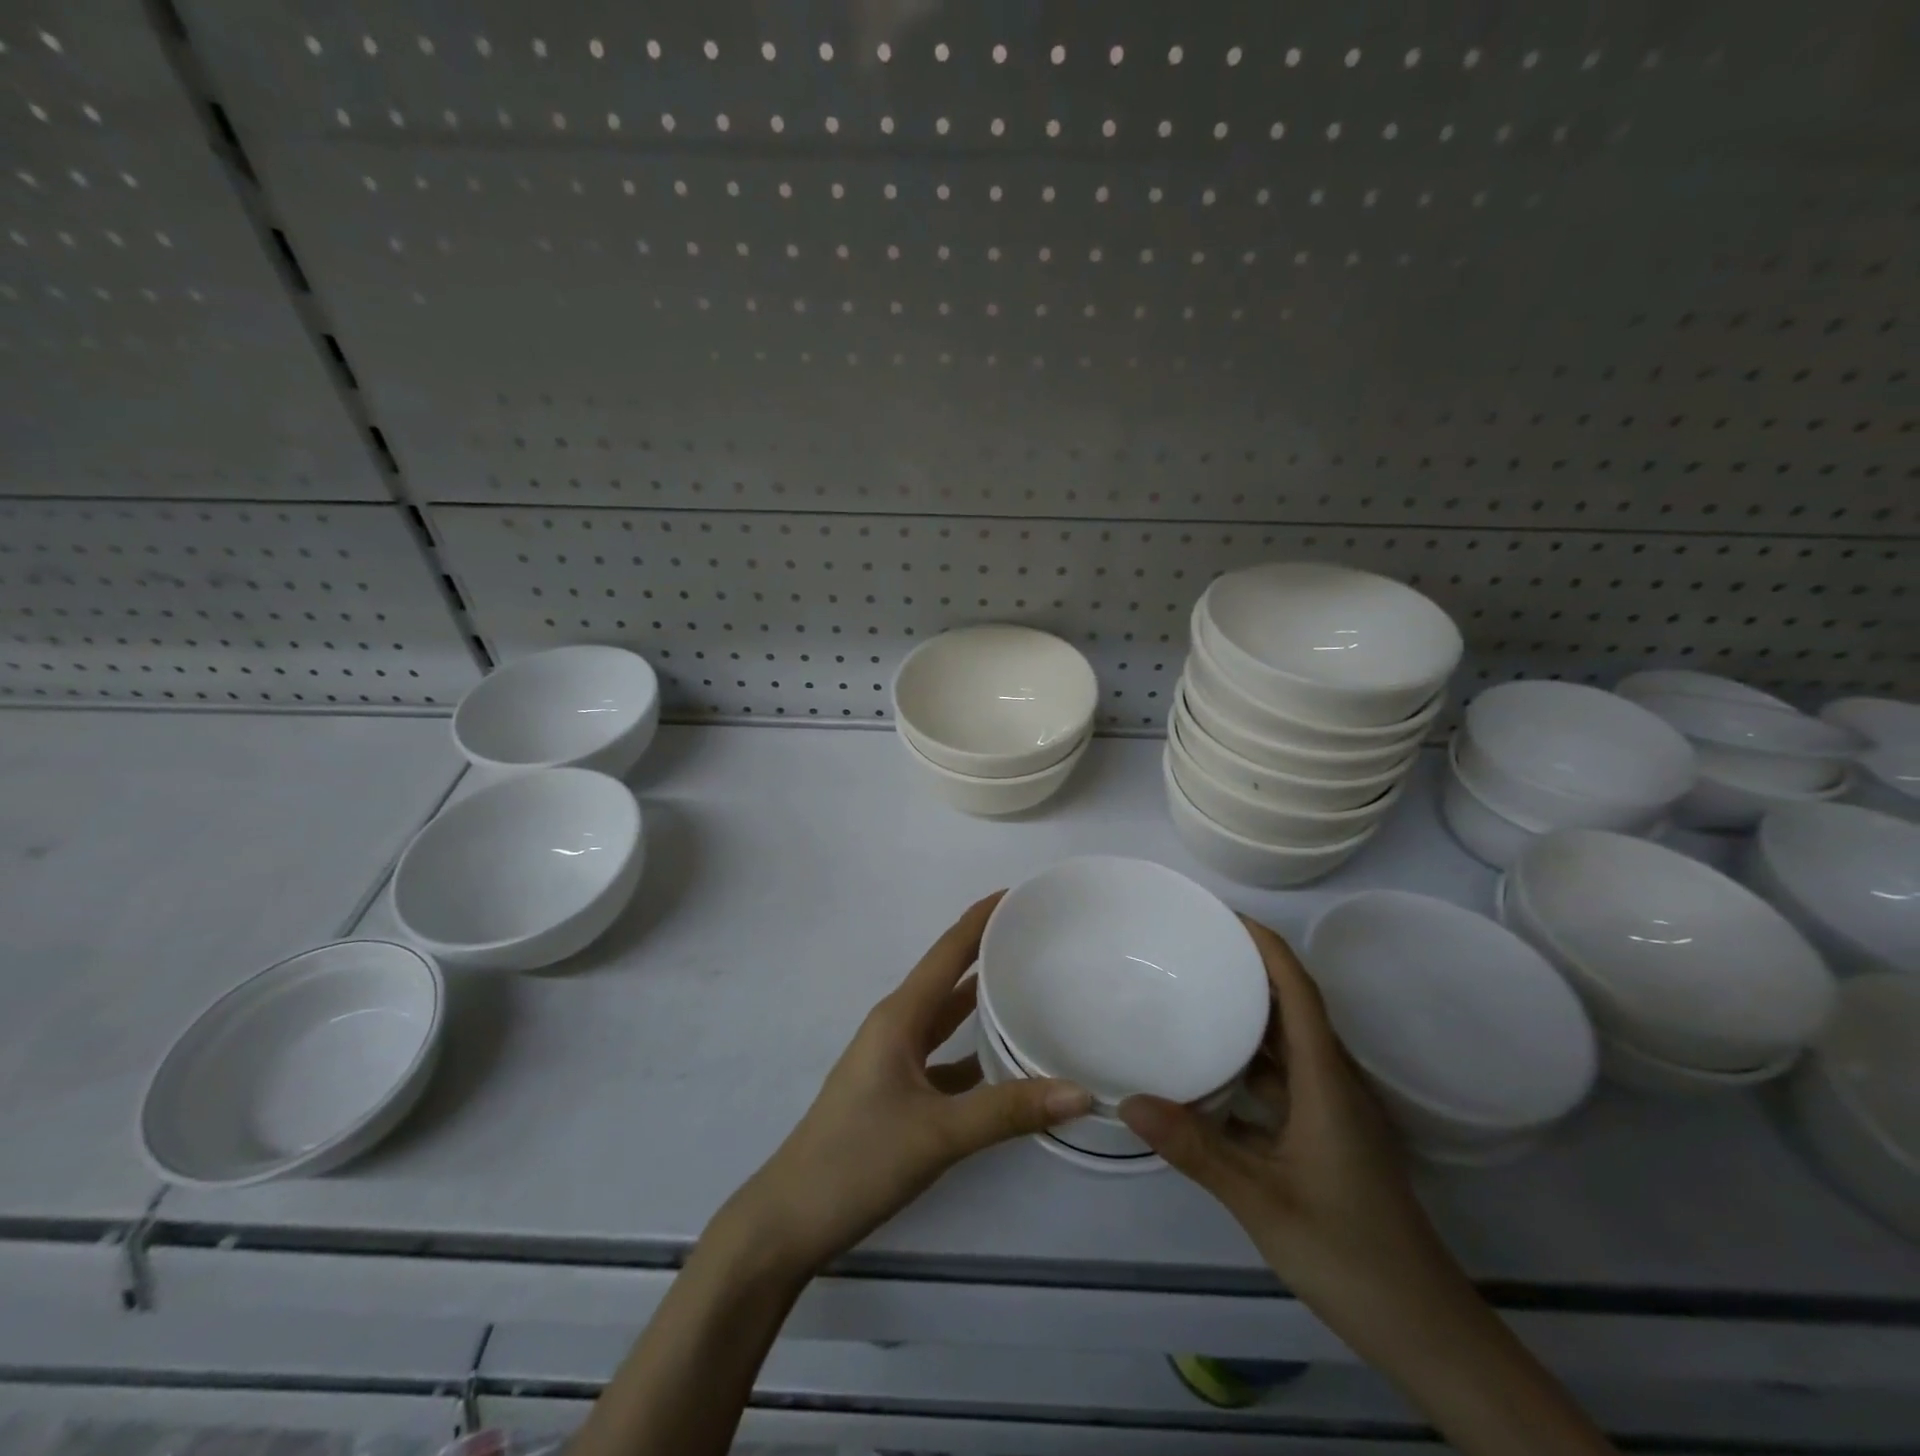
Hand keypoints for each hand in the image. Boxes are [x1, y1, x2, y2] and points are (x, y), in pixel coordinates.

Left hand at [713, 893, 1092, 1278]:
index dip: (981, 919)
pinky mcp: (897, 1092)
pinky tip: (1005, 1061)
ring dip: (981, 1000)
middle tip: (1037, 936)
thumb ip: (1009, 1110)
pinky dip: (973, 1050)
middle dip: (987, 952)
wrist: (790, 1219)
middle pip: (949, 977)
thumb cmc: (858, 1160)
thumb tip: (1082, 1093)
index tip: (1019, 893)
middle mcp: (896, 1027)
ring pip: (946, 1018)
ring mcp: (894, 1061)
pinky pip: (943, 1056)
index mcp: (899, 1017)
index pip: (948, 952)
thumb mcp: (938, 1134)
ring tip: (1030, 984)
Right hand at [1119, 916, 1476, 1370]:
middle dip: (1248, 968)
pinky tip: (1209, 1070)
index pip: (1298, 991)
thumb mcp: (1263, 1201)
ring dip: (1247, 1014)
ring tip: (1193, 993)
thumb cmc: (1350, 1254)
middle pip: (1292, 1005)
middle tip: (1192, 948)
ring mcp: (1332, 1110)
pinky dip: (1248, 1061)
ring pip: (1287, 1043)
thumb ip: (1196, 1150)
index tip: (1221, 915)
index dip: (1265, 945)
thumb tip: (1127, 1101)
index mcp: (1326, 1080)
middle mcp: (1333, 1081)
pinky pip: (1283, 1078)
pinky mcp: (1327, 1135)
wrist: (1425, 1330)